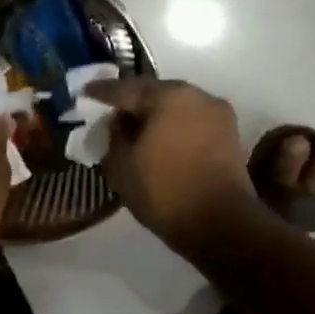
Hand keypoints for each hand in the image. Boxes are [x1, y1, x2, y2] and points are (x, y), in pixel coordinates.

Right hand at [83, 78, 254, 248]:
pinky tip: (161, 141)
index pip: (125, 88)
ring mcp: (217, 114)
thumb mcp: (122, 166)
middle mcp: (196, 95)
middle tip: (111, 112)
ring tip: (136, 129)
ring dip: (156, 115)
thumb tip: (119, 121)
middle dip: (132, 101)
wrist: (223, 225)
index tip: (85, 92)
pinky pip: (192, 122)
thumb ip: (115, 135)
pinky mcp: (230, 135)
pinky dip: (175, 127)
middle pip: (155, 93)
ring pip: (176, 106)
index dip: (101, 91)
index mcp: (168, 96)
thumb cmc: (165, 191)